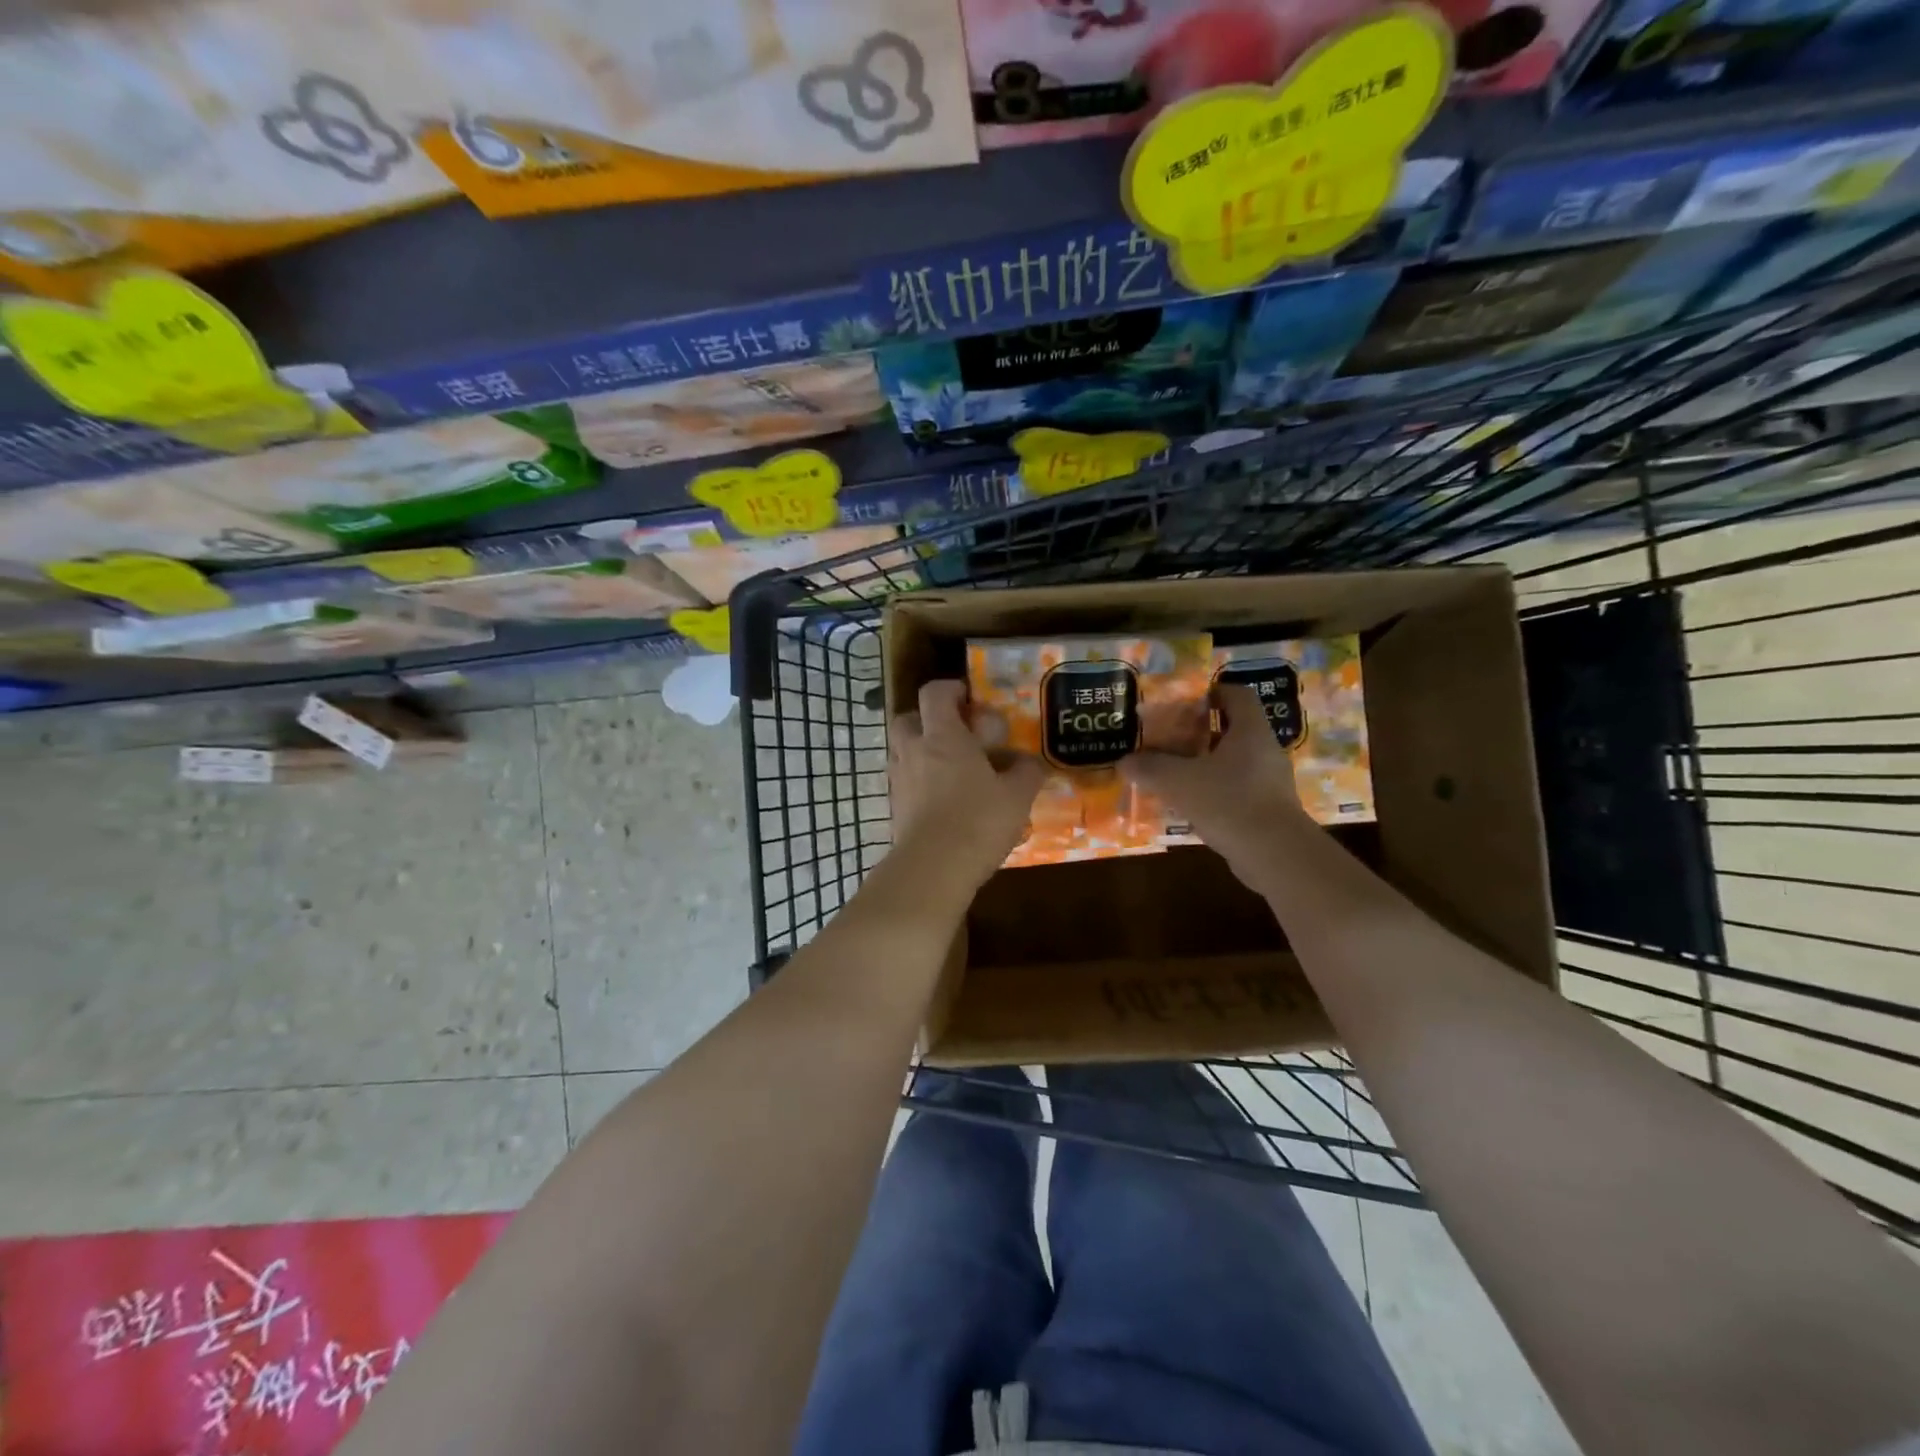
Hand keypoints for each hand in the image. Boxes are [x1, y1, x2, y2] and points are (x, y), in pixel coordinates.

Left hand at [889, 679, 1044, 885]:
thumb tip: (1031, 762)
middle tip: (954, 734)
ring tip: (950, 769)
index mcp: (943, 736)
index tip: (969, 698)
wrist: (934, 868)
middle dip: (928, 720)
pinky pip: (904, 781)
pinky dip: (918, 781)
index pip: (935, 693)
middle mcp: (914, 750)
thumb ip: (1026, 772)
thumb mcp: (1017, 796)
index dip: (951, 689)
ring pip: (902, 750)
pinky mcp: (895, 807)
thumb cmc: (978, 821)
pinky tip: (942, 800)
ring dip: (921, 751)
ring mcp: (900, 779)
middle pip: (908, 718)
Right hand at [1123, 683, 1307, 870]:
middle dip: (1202, 732)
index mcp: (1250, 731)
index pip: (1237, 694)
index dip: (1214, 691)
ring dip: (1207, 764)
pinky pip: (1238, 790)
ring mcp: (1271, 782)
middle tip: (1171, 739)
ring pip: (1235, 762)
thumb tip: (1124, 761)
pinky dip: (1215, 792)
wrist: (1275, 855)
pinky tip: (1191, 806)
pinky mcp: (1269, 810)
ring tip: (1176, 773)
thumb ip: (1150, 768)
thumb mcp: (1179, 782)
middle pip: (1234, 729)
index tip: (1188, 701)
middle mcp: (1265, 750)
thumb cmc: (1229, 802)